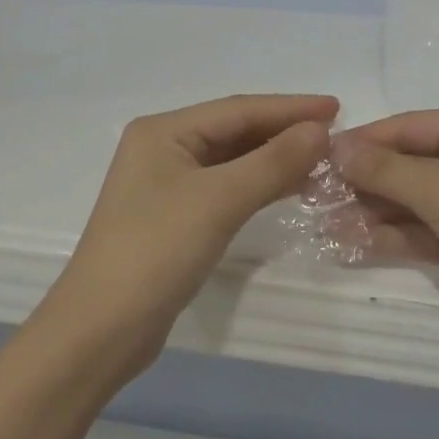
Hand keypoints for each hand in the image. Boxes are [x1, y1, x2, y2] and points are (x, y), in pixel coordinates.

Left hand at [44, 94, 336, 366]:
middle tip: (336, 135)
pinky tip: (291, 187)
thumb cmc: (155, 252)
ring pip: (234, 160)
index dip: (290, 108)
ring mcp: (168, 185)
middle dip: (284, 131)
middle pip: (235, 131)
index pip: (238, 109)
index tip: (337, 108)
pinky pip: (228, 187)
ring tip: (323, 159)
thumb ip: (273, 162)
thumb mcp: (219, 201)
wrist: (101, 331)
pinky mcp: (176, 217)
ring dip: (276, 158)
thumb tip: (320, 131)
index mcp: (163, 132)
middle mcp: (164, 149)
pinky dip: (260, 184)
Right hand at [338, 106, 438, 356]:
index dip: (361, 143)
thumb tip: (335, 148)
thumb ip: (384, 169)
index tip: (315, 160)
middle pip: (406, 163)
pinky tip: (350, 243)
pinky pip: (423, 230)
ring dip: (371, 212)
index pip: (406, 126)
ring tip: (323, 224)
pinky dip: (391, 236)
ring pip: (411, 200)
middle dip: (362, 182)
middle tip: (312, 198)